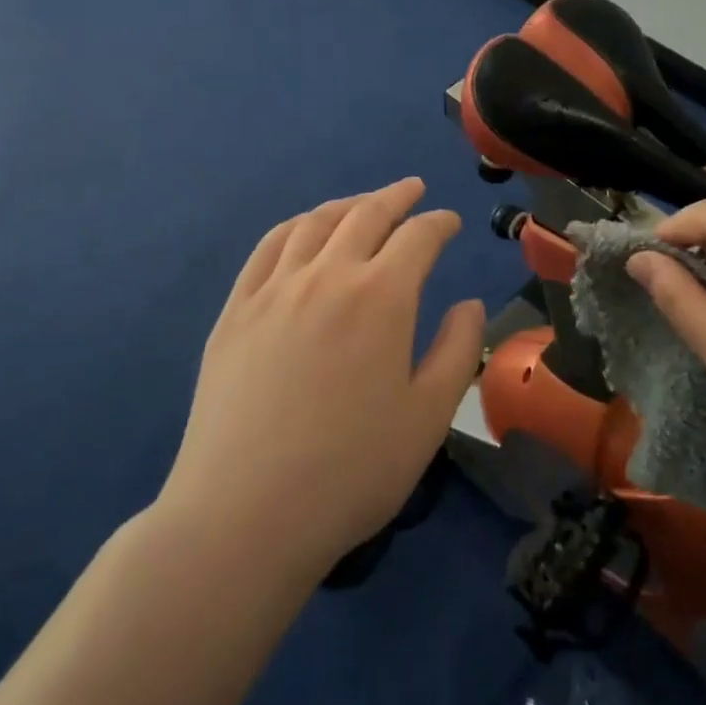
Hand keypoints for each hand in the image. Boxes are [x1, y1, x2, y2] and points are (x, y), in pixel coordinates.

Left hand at [160, 179, 484, 581]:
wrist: (245, 514)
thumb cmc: (351, 471)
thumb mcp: (428, 417)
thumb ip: (458, 350)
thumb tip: (469, 303)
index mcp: (381, 297)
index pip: (418, 237)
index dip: (439, 223)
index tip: (450, 222)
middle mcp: (328, 275)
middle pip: (366, 215)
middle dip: (396, 197)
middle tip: (413, 190)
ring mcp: (274, 289)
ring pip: (315, 223)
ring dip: (346, 205)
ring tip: (363, 204)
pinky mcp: (236, 311)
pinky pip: (268, 248)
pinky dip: (295, 227)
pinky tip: (303, 231)